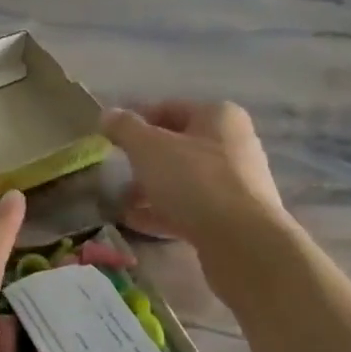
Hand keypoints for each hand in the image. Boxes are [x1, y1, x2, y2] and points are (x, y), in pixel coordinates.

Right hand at [99, 101, 287, 250]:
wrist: (242, 242)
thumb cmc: (194, 181)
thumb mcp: (149, 148)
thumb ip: (125, 128)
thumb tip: (108, 114)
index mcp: (218, 116)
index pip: (168, 108)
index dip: (135, 121)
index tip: (109, 139)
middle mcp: (232, 144)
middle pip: (177, 146)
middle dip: (142, 160)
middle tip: (115, 172)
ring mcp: (235, 183)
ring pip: (183, 179)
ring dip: (150, 189)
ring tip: (120, 202)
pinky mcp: (232, 217)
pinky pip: (191, 207)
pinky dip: (163, 211)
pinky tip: (135, 222)